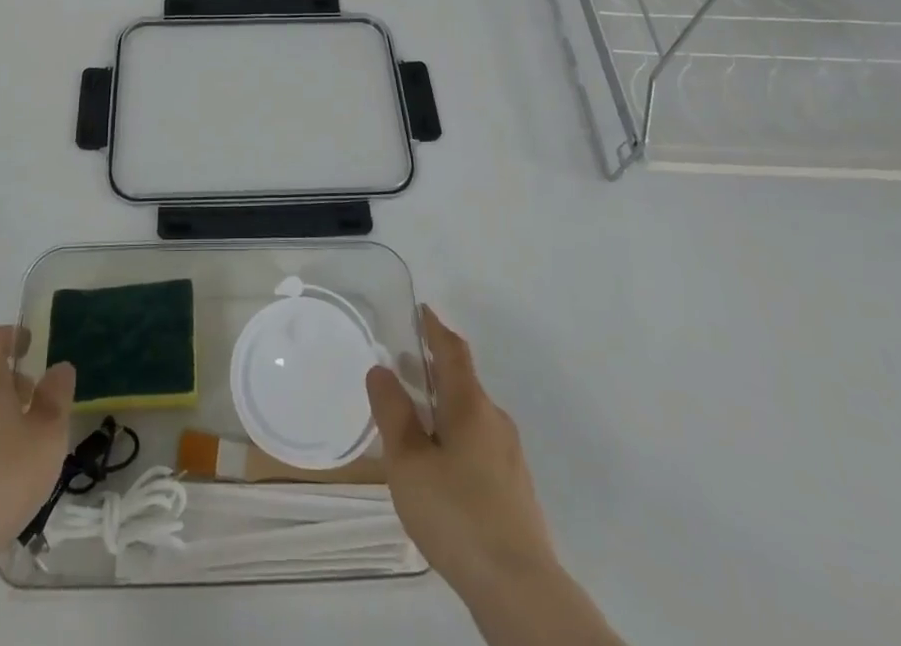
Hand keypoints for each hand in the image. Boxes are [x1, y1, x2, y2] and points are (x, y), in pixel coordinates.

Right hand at [365, 307, 555, 594]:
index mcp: (470, 405)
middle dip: (433, 371)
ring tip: (412, 420)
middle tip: (403, 366)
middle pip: (462, 384)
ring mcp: (509, 458)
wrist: (519, 589)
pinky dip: (453, 439)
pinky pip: (477, 447)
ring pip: (470, 418)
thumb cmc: (457, 513)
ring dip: (442, 408)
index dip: (436, 328)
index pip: (453, 351)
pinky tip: (436, 469)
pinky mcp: (513, 491)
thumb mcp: (409, 461)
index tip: (422, 311)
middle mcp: (494, 422)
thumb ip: (393, 412)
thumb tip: (381, 370)